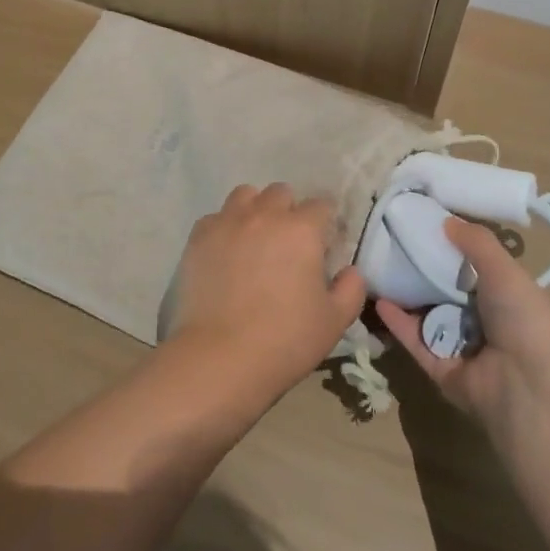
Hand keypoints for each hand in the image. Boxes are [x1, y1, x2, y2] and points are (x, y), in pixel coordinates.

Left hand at [160, 183, 366, 403]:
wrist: (220, 357)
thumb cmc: (285, 340)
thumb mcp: (334, 321)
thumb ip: (351, 289)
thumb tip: (350, 271)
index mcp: (301, 229)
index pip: (321, 205)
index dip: (325, 221)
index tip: (323, 241)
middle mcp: (264, 214)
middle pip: (280, 193)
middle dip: (289, 209)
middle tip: (288, 242)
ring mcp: (227, 222)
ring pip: (245, 195)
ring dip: (255, 209)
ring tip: (255, 237)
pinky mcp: (198, 237)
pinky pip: (215, 218)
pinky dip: (224, 228)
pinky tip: (225, 253)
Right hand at [376, 216, 549, 473]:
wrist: (529, 391)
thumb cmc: (525, 322)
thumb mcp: (506, 271)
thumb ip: (477, 243)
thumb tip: (446, 220)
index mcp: (508, 299)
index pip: (475, 269)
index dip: (451, 248)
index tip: (423, 225)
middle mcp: (486, 324)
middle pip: (447, 292)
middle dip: (422, 271)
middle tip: (392, 244)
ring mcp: (463, 349)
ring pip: (428, 317)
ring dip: (406, 296)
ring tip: (377, 268)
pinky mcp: (441, 370)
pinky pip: (416, 342)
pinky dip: (398, 323)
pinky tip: (379, 300)